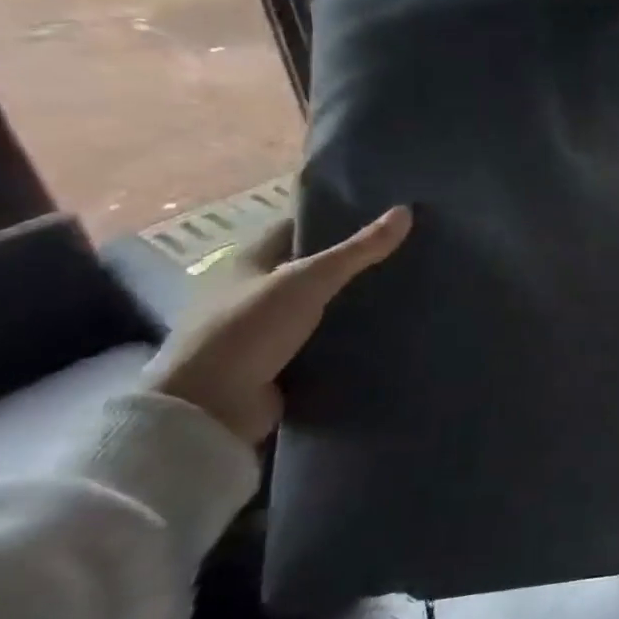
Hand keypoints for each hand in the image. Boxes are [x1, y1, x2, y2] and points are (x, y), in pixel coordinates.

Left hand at [146, 206, 412, 444]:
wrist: (208, 408)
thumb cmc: (248, 329)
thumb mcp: (308, 280)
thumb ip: (357, 249)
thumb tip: (406, 210)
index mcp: (249, 261)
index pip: (300, 227)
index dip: (338, 219)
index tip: (386, 217)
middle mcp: (255, 291)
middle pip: (314, 268)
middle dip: (355, 264)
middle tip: (409, 254)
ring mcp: (266, 330)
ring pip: (322, 306)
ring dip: (355, 303)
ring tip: (410, 292)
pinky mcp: (280, 363)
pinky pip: (324, 341)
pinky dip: (350, 337)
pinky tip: (389, 331)